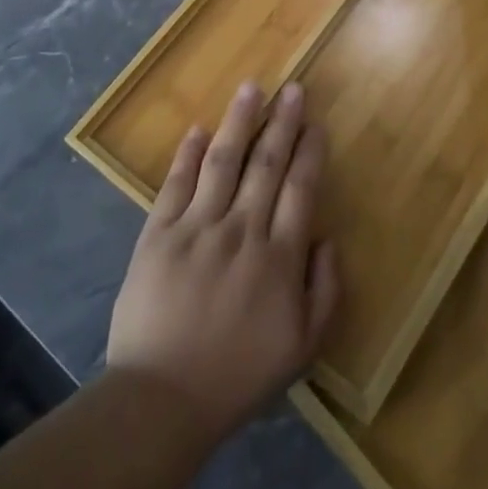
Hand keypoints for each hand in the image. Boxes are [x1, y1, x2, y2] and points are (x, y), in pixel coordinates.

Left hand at [106, 81, 339, 451]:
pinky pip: (176, 183)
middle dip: (283, 122)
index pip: (300, 188)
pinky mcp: (158, 234)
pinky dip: (187, 153)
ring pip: (223, 161)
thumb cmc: (238, 376)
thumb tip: (328, 239)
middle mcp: (242, 230)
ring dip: (239, 121)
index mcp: (279, 257)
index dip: (310, 152)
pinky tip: (198, 128)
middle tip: (293, 88)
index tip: (316, 123)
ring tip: (251, 88)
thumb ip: (325, 291)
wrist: (161, 400)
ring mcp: (197, 228)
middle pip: (267, 164)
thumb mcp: (302, 348)